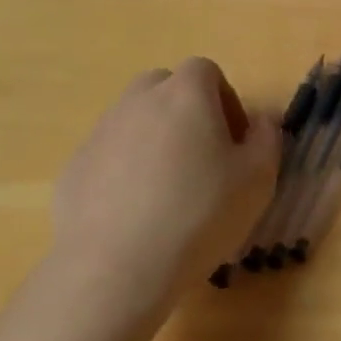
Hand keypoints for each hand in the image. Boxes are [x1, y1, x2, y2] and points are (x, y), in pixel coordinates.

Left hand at [51, 59, 279, 315]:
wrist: (116, 269)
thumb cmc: (199, 214)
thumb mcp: (258, 179)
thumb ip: (267, 138)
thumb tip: (262, 120)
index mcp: (186, 94)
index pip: (206, 71)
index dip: (225, 100)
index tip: (234, 140)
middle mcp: (138, 101)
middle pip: (164, 88)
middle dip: (185, 112)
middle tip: (201, 157)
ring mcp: (100, 133)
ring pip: (133, 121)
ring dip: (153, 141)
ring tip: (167, 190)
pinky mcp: (73, 169)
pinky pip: (107, 157)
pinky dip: (123, 172)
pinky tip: (135, 214)